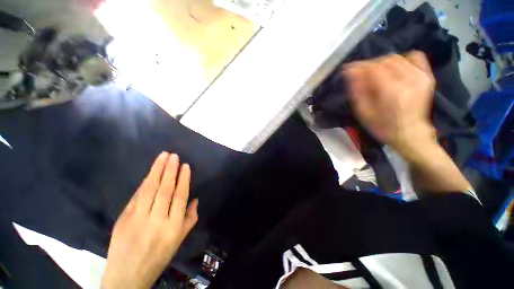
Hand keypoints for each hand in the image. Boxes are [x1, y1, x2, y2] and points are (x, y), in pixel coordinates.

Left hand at [102, 152, 198, 288]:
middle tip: (173, 155)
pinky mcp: (124, 218)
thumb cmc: (158, 258)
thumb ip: (190, 219)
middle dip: (170, 170)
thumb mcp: (179, 241)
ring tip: (162, 157)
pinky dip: (145, 182)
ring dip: (156, 171)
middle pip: (164, 190)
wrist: (127, 276)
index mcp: (173, 227)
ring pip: (149, 190)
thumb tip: (195, 199)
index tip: (185, 166)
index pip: (180, 197)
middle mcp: (156, 221)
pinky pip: (137, 196)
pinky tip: (150, 173)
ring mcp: (137, 219)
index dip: (183, 179)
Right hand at [344, 52, 435, 151]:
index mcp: (392, 92)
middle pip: (384, 61)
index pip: (374, 69)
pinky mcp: (427, 77)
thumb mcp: (363, 112)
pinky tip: (393, 68)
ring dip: (381, 63)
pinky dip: (401, 59)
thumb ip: (357, 91)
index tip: (348, 69)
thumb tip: (351, 73)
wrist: (410, 133)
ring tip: (373, 73)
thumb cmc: (383, 127)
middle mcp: (409, 80)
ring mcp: (421, 77)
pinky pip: (415, 57)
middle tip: (359, 74)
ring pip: (397, 58)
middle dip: (369, 65)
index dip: (359, 67)